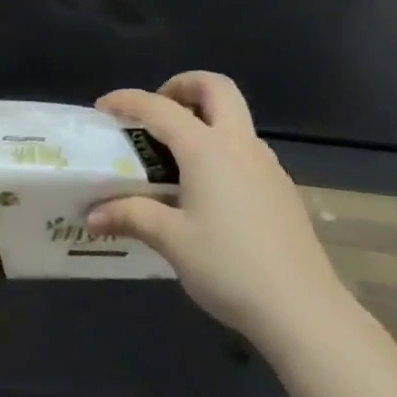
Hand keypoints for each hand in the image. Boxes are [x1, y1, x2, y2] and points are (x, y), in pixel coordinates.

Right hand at [88, 72, 355, 355]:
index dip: (127, 101)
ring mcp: (266, 165)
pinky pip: (245, 149)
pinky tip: (207, 191)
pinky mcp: (282, 189)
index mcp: (207, 149)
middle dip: (182, 86)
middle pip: (215, 87)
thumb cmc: (230, 267)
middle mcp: (239, 145)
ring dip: (204, 118)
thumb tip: (92, 216)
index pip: (159, 107)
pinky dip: (220, 149)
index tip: (102, 108)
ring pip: (235, 118)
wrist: (304, 311)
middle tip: (157, 111)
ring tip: (175, 156)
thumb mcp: (171, 241)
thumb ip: (131, 217)